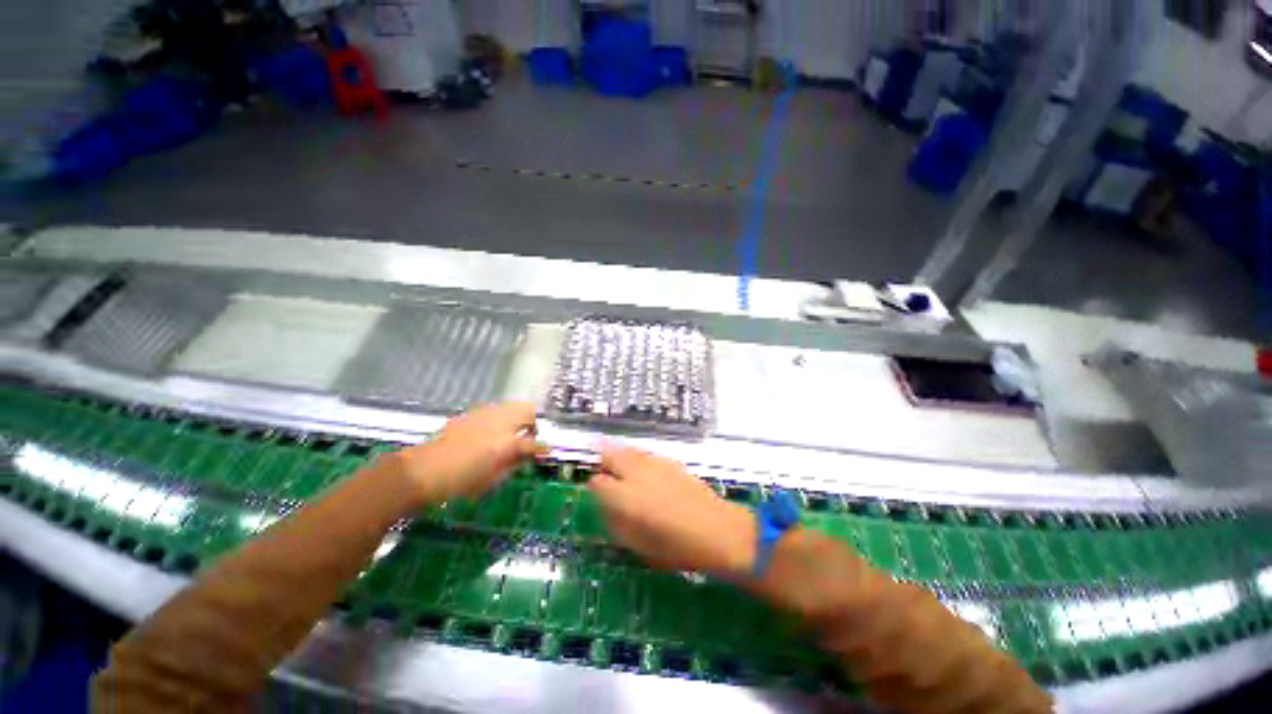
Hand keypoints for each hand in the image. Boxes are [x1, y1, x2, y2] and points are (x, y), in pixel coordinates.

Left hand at [390, 403, 541, 507]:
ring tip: (511, 434)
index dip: (542, 448)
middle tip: (528, 439)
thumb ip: (514, 463)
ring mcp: (484, 414)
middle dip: (533, 424)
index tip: (544, 453)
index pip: (534, 442)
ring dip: (518, 418)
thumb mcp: (491, 479)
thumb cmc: (458, 481)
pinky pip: (495, 410)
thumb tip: (527, 455)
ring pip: (512, 406)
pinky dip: (501, 418)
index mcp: (506, 443)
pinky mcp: (471, 413)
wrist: (420, 471)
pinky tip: (491, 432)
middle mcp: (499, 422)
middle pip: (528, 411)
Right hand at [588, 446, 756, 575]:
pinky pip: (645, 454)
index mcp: (625, 497)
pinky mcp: (670, 461)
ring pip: (627, 450)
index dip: (594, 487)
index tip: (598, 494)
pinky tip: (644, 472)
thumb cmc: (675, 547)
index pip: (597, 482)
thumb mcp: (637, 545)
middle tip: (604, 473)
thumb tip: (605, 506)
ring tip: (621, 469)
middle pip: (610, 455)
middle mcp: (636, 473)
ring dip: (619, 457)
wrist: (717, 530)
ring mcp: (654, 463)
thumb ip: (615, 522)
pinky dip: (637, 459)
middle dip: (603, 462)